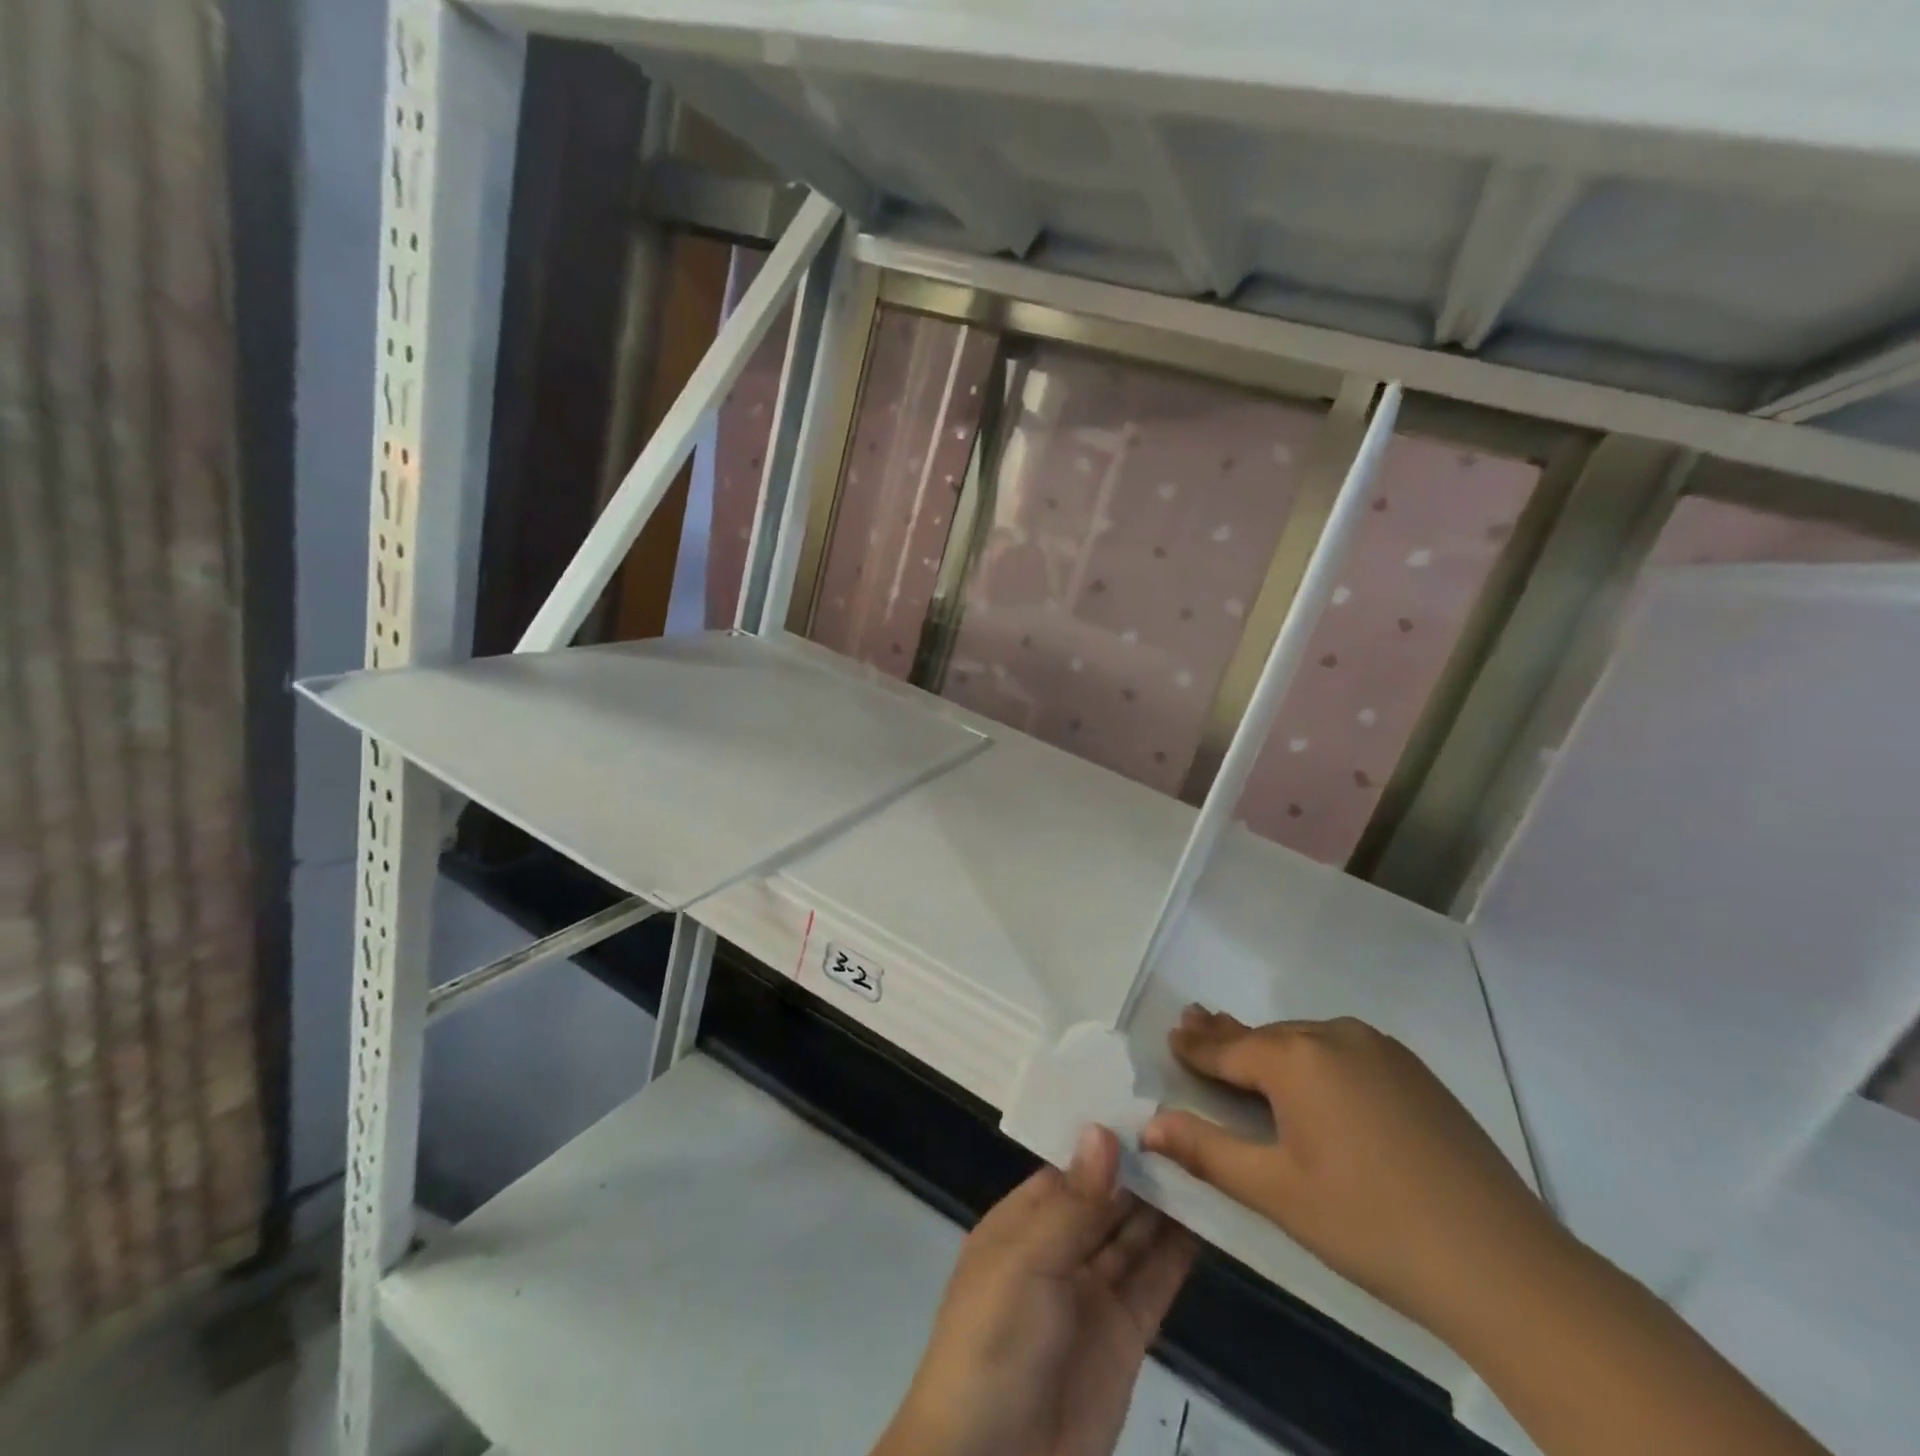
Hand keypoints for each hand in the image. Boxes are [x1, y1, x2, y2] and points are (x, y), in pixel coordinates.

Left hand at [873, 1125, 1195, 1455]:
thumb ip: (1073, 1202)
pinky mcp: (1127, 1333)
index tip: (1150, 1098)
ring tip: (1210, 1155)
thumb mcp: (1026, 1263)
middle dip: (1142, 1165)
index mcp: (1023, 1221)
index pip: (1070, 1165)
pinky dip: (1181, 1250)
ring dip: (1167, 1201)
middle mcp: (1059, 1247)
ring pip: (1136, 1233)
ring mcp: (1094, 1291)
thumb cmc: (993, 1343)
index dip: (1106, 1138)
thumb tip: (1103, 1130)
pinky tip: (1211, 1216)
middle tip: (1194, 1118)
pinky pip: (1156, 1279)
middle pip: (1107, 1196)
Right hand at [1141, 1009, 1562, 1342]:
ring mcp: (1381, 1049)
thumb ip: (1206, 1150)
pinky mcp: (1414, 1071)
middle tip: (1194, 1020)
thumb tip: (1148, 1124)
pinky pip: (1344, 1050)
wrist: (1502, 1263)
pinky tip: (1314, 1075)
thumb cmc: (1370, 1225)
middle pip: (1267, 1036)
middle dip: (1228, 1035)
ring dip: (1274, 1046)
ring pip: (1307, 1040)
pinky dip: (1316, 1056)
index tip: (1171, 1034)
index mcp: (1296, 1059)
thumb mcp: (1276, 1192)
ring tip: (1247, 1047)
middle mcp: (1334, 1036)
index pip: (1229, 1048)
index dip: (1196, 1047)